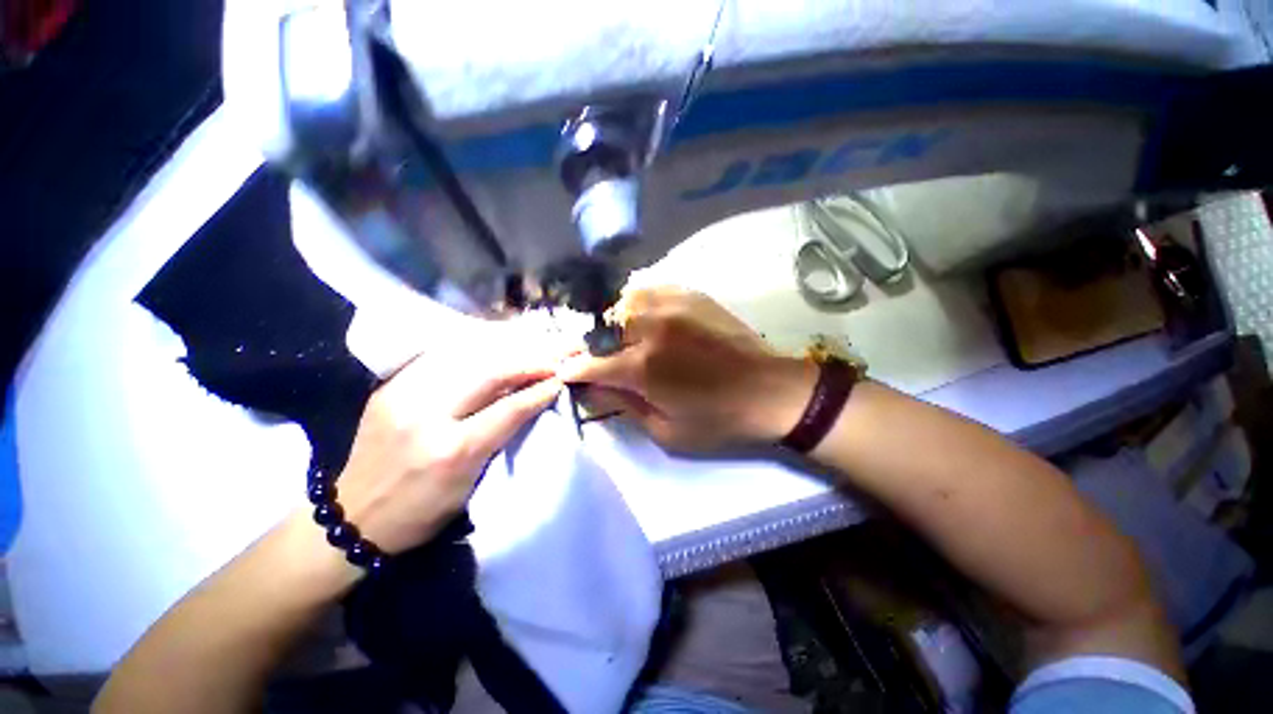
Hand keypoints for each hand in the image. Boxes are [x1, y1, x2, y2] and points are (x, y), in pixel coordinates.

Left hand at [335, 353, 562, 554]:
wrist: (353, 517)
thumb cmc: (422, 512)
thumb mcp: (471, 483)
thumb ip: (500, 438)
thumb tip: (527, 404)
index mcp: (453, 451)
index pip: (509, 409)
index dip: (539, 391)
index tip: (558, 379)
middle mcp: (427, 417)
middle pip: (488, 375)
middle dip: (524, 364)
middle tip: (546, 361)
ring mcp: (402, 397)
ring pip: (464, 361)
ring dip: (500, 356)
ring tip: (522, 355)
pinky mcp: (388, 389)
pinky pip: (438, 362)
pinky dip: (469, 357)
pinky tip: (486, 355)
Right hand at [559, 287, 815, 451]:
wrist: (770, 391)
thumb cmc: (719, 420)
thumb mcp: (666, 430)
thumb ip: (624, 406)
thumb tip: (592, 388)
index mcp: (644, 368)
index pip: (590, 364)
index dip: (571, 369)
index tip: (562, 372)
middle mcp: (652, 329)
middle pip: (600, 327)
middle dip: (583, 342)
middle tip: (581, 353)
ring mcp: (672, 306)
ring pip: (622, 301)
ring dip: (609, 319)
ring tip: (610, 334)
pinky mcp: (691, 295)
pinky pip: (649, 289)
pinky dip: (635, 302)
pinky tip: (638, 316)